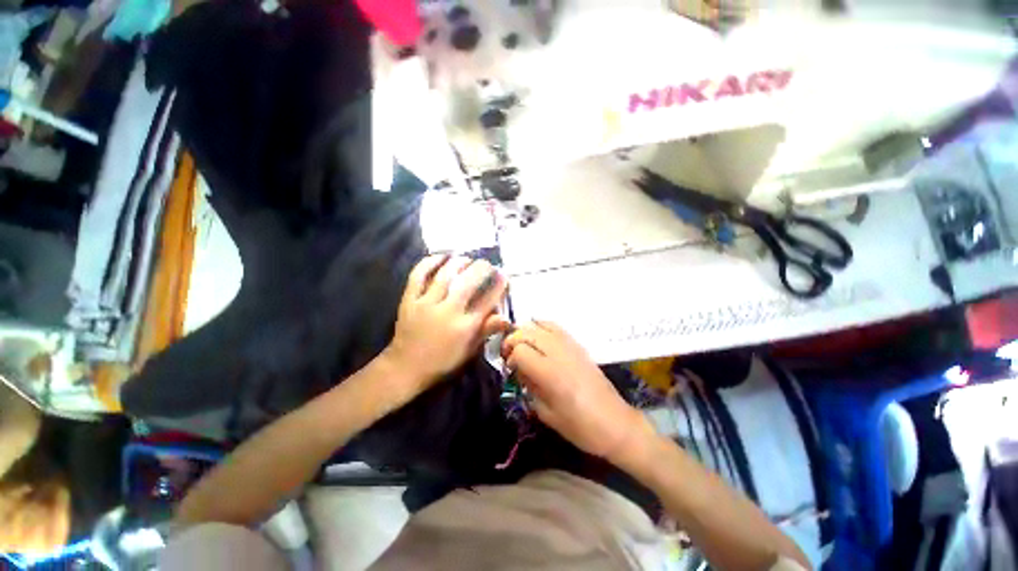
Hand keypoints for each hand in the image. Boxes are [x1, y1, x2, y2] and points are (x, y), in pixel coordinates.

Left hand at [385, 254, 509, 395]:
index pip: (487, 301)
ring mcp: (426, 304)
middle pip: (468, 283)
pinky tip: (441, 256)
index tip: (503, 275)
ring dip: (459, 263)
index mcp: (465, 327)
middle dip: (481, 269)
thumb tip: (507, 318)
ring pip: (445, 275)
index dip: (498, 285)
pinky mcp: (409, 300)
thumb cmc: (442, 361)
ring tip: (467, 258)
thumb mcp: (469, 350)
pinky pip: (418, 275)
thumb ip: (486, 331)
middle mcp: (448, 312)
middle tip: (487, 264)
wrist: (405, 367)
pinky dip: (430, 262)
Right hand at [502, 321, 652, 461]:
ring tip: (522, 344)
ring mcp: (570, 346)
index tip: (511, 368)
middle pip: (527, 333)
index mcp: (550, 373)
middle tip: (510, 354)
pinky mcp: (578, 345)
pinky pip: (555, 326)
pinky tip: (538, 337)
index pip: (520, 351)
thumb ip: (529, 386)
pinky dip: (542, 326)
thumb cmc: (579, 426)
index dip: (511, 358)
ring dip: (526, 331)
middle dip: (513, 340)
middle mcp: (559, 353)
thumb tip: (519, 369)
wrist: (615, 423)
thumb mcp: (546, 413)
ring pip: (540, 325)